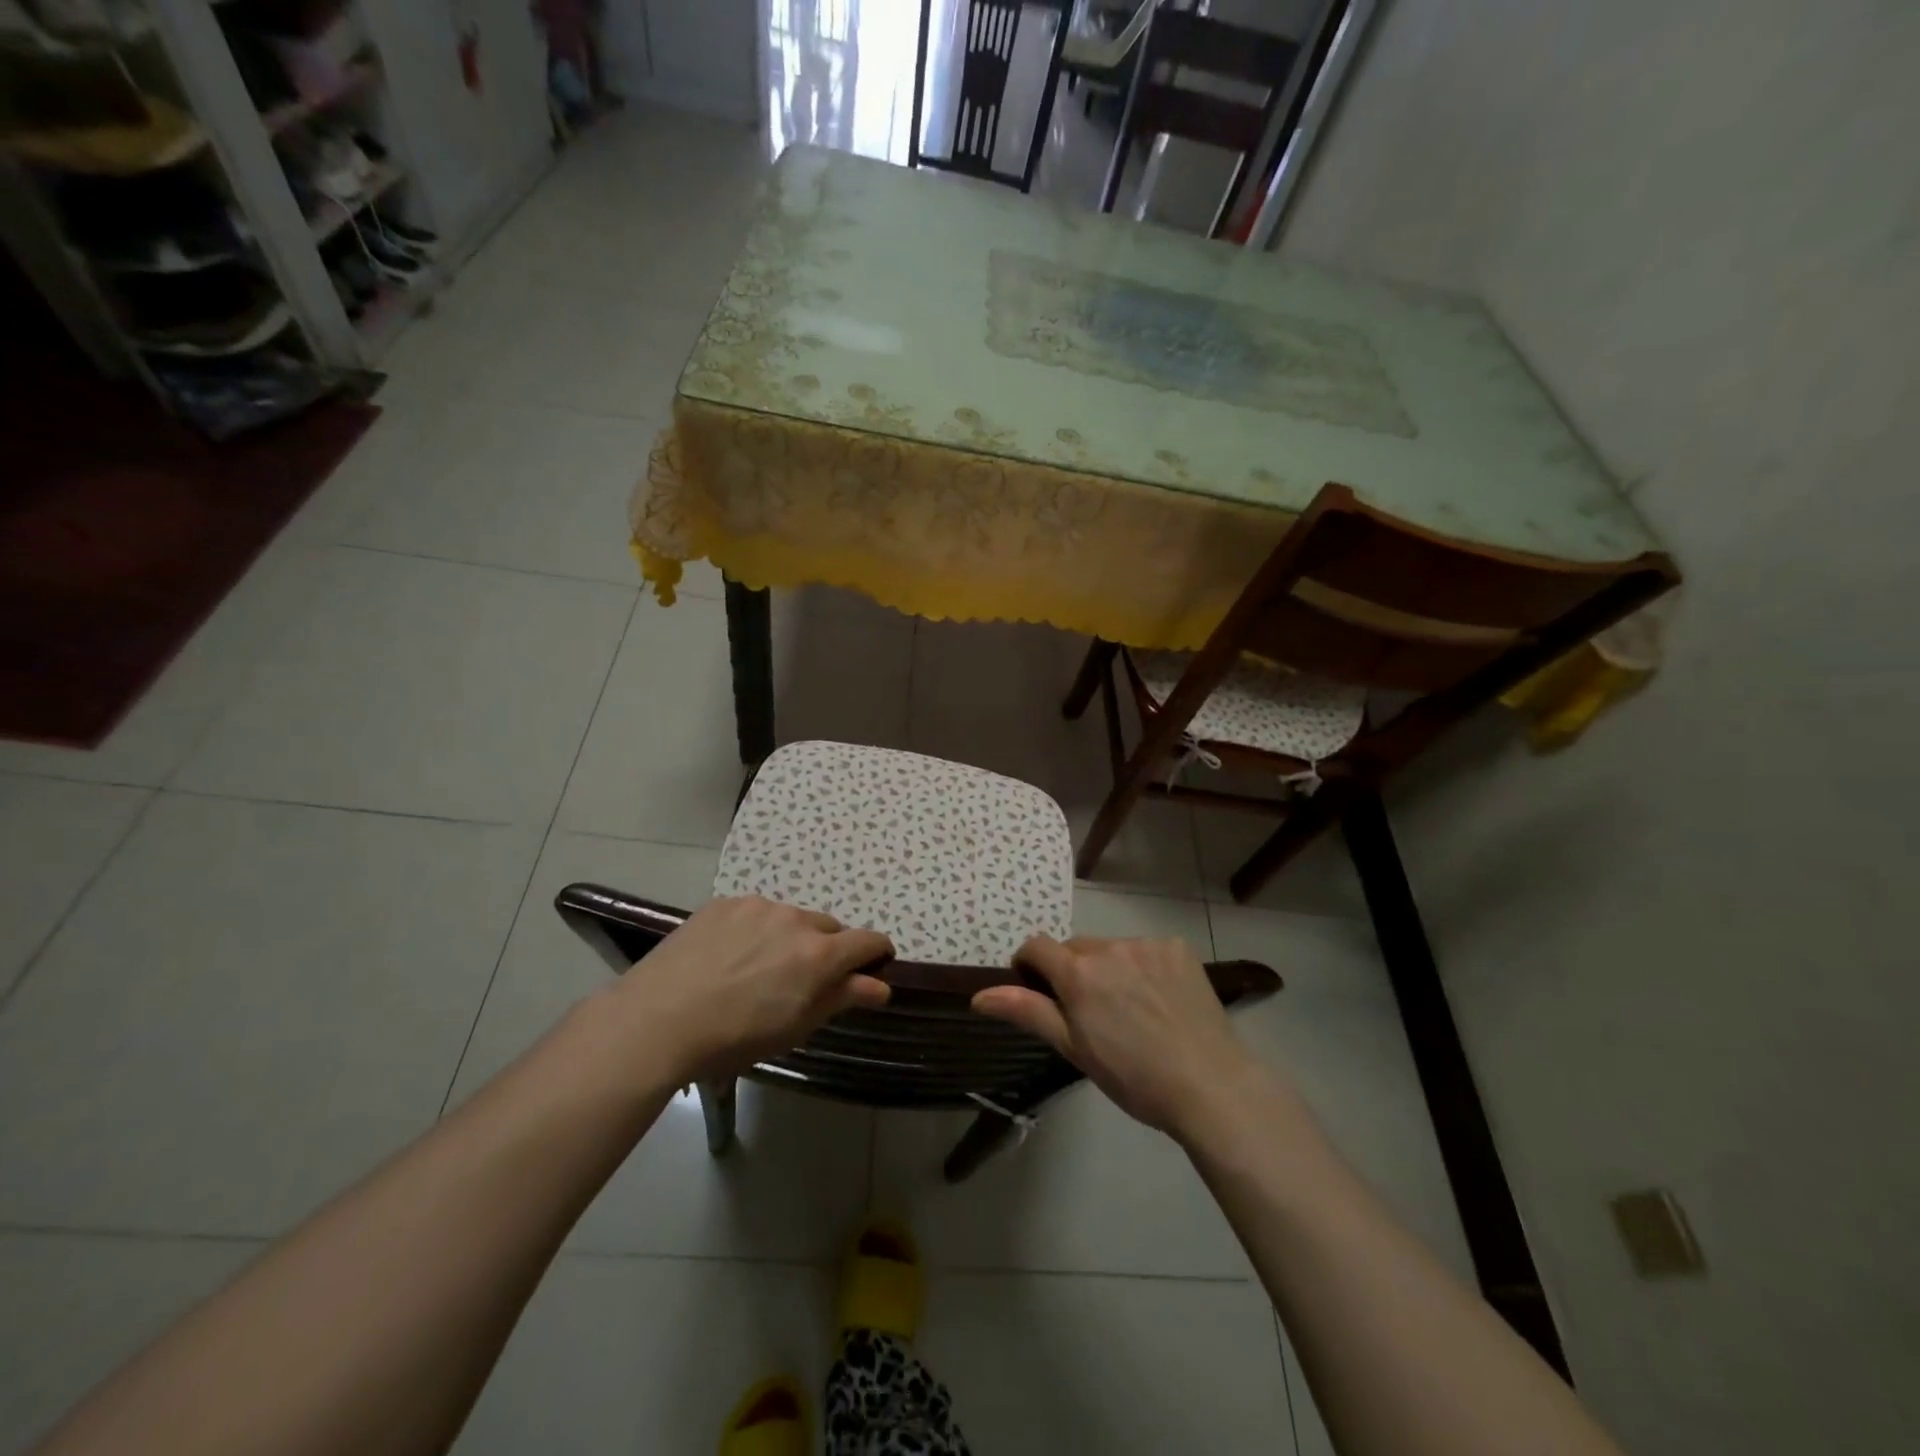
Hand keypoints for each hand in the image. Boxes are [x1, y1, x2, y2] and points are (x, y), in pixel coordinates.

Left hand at [595, 896, 892, 1085]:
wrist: (657, 1020)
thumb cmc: (734, 1037)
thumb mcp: (795, 1026)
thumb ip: (842, 998)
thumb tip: (881, 985)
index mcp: (819, 954)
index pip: (868, 940)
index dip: (877, 953)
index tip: (872, 967)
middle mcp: (795, 919)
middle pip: (829, 928)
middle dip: (827, 949)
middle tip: (803, 980)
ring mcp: (758, 906)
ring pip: (790, 919)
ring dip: (789, 938)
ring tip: (758, 970)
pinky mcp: (725, 903)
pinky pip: (755, 913)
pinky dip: (755, 930)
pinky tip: (729, 957)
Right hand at [972, 935, 1260, 1137]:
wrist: (1210, 1085)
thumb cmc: (1134, 1077)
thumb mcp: (1074, 1048)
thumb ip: (1028, 1012)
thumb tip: (979, 995)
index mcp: (1078, 973)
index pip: (1036, 946)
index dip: (1030, 966)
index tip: (1040, 993)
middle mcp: (1108, 947)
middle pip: (1075, 948)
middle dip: (1074, 971)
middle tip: (1092, 1013)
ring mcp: (1146, 944)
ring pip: (1111, 949)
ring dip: (1110, 968)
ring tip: (1132, 1010)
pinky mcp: (1177, 947)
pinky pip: (1146, 950)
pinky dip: (1144, 967)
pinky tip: (1161, 1000)